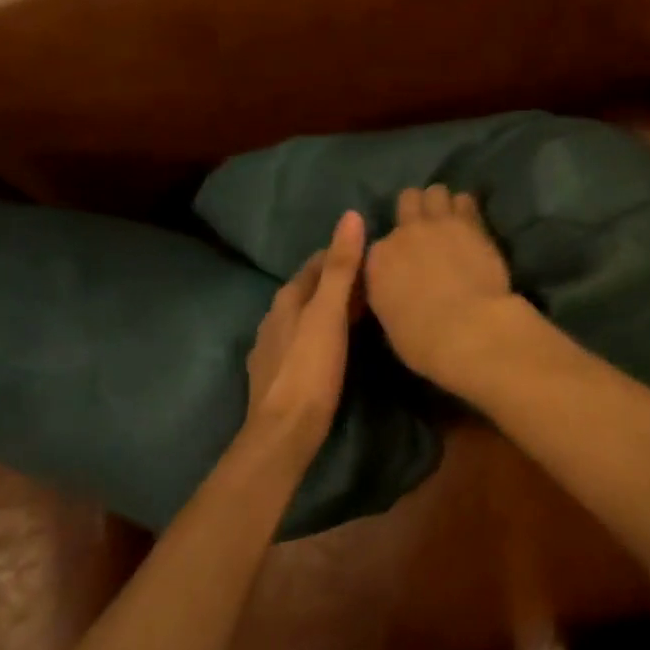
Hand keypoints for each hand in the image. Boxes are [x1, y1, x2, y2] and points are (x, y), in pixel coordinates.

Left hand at [245, 210, 365, 452]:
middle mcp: (275, 317)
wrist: (283, 434)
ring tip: (365, 310)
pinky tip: (338, 346)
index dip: (344, 254)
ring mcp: (273, 348)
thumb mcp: (330, 313)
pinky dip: (323, 334)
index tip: (374, 254)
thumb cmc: (310, 369)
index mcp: (287, 298)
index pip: (317, 262)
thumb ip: (341, 266)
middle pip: (311, 289)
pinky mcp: (277, 375)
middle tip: (377, 281)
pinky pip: (304, 341)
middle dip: (339, 281)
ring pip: (307, 316)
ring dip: (331, 309)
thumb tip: (350, 215)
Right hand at [365, 185, 513, 387]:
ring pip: (436, 191)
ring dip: (442, 203)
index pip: (380, 243)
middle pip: (407, 200)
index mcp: (377, 261)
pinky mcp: (470, 223)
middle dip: (416, 209)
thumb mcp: (391, 322)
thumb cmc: (424, 342)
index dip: (395, 251)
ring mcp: (437, 224)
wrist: (468, 330)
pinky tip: (472, 222)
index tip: (406, 262)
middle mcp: (403, 234)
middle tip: (428, 228)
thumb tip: (400, 291)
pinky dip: (467, 209)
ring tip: (452, 220)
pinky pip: (465, 200)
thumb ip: (391, 295)